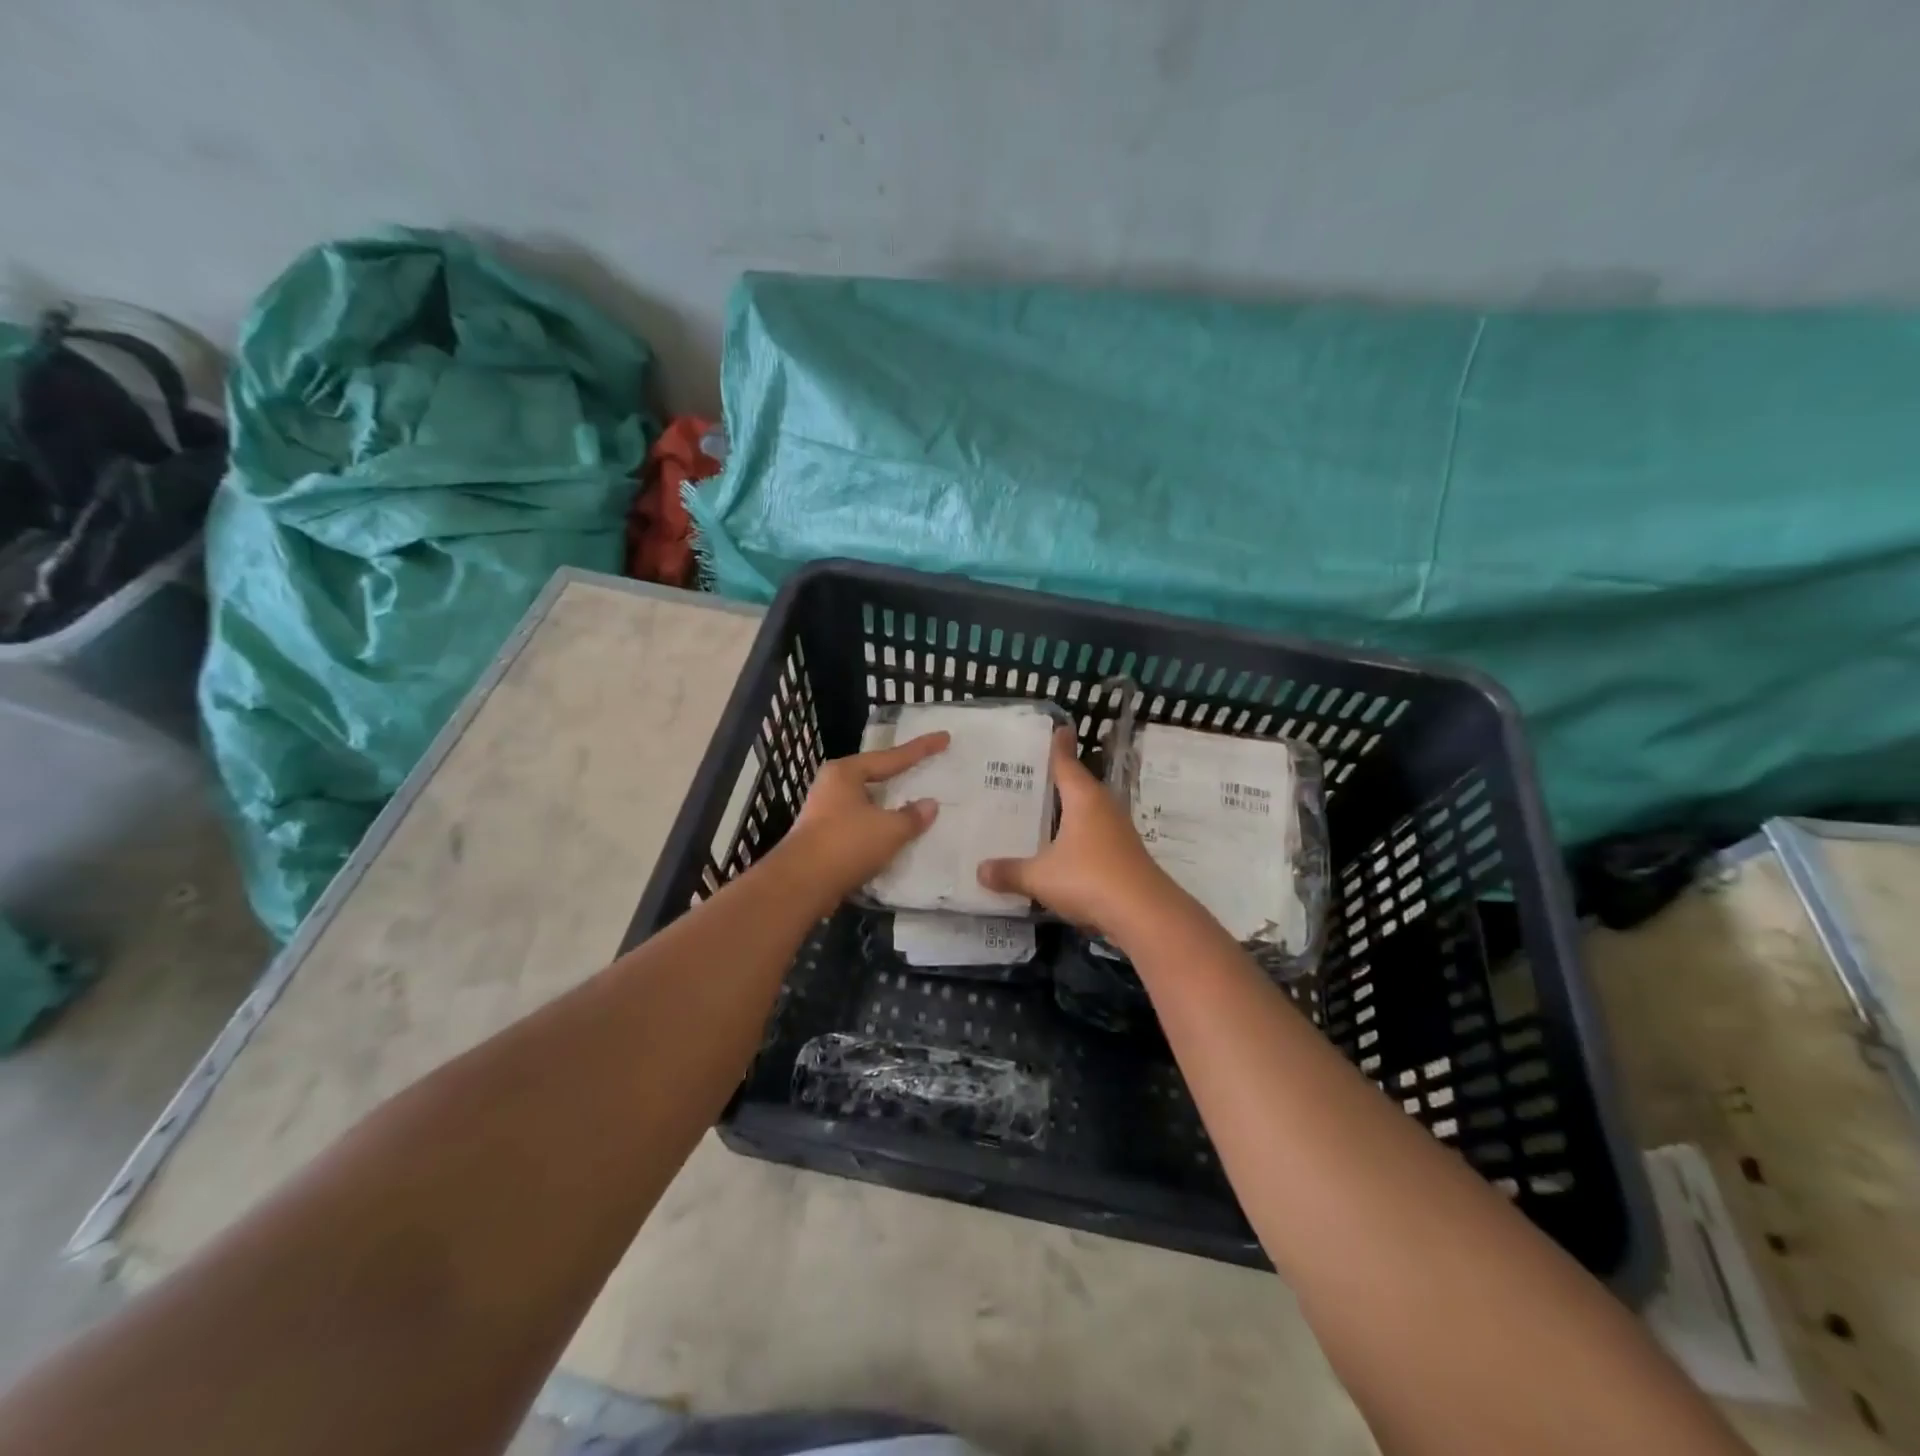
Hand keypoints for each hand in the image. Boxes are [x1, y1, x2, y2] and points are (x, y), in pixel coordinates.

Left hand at [779, 732, 949, 905]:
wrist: (801, 884)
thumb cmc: (846, 844)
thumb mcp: (889, 829)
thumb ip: (913, 816)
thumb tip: (930, 805)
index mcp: (846, 773)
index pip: (891, 757)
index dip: (921, 749)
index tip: (944, 738)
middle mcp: (832, 786)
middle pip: (874, 775)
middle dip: (899, 774)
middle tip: (925, 767)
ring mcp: (824, 812)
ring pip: (866, 802)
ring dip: (888, 805)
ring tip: (913, 804)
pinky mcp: (823, 838)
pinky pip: (860, 825)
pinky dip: (879, 827)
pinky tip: (893, 836)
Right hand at [977, 728, 1180, 942]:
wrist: (1145, 914)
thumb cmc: (1089, 879)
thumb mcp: (1041, 877)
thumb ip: (1010, 872)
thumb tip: (980, 870)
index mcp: (1084, 799)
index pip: (1066, 763)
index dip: (1059, 746)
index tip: (1059, 728)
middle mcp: (1103, 807)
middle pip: (1079, 785)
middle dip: (1060, 778)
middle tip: (1033, 772)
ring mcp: (1118, 832)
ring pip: (1089, 811)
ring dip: (1070, 809)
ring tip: (1044, 808)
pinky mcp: (1124, 855)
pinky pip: (1095, 835)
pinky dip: (1078, 835)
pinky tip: (1063, 848)